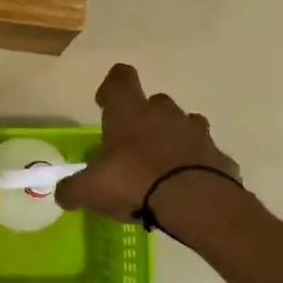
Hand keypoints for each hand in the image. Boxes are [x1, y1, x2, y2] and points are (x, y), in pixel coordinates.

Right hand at [57, 64, 239, 221]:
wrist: (195, 203)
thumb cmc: (134, 183)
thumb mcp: (90, 190)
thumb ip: (72, 189)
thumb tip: (63, 193)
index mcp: (130, 112)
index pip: (120, 79)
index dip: (112, 87)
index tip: (105, 103)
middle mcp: (165, 113)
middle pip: (155, 104)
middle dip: (145, 121)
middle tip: (133, 150)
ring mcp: (197, 133)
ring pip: (183, 127)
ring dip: (173, 141)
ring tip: (162, 171)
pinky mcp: (220, 157)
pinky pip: (204, 157)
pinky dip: (196, 168)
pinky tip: (186, 189)